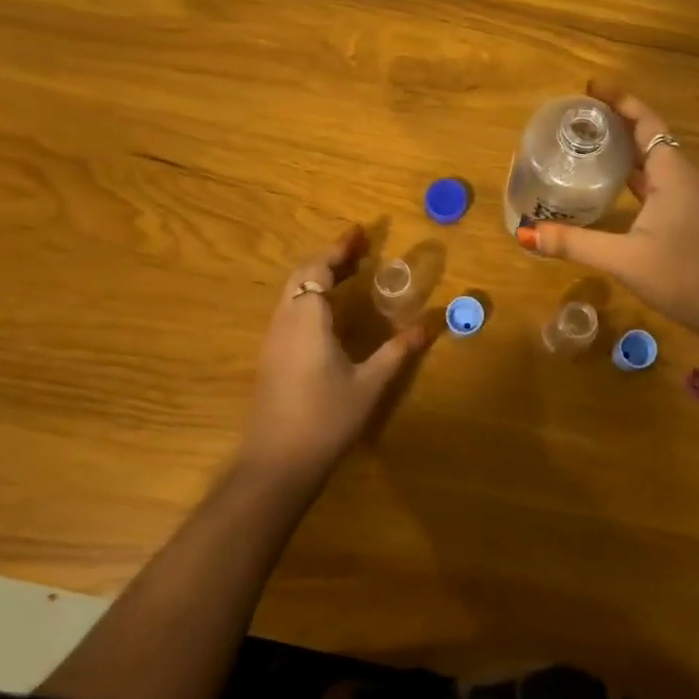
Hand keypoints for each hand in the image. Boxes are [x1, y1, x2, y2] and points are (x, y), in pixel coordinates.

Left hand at [242, 226, 433, 482]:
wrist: (276, 465)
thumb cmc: (325, 419)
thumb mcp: (369, 385)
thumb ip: (397, 352)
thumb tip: (428, 326)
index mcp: (307, 320)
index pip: (318, 269)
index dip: (338, 249)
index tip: (360, 233)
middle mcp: (284, 322)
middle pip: (301, 275)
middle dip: (328, 258)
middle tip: (358, 251)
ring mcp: (273, 341)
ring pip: (291, 293)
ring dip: (316, 277)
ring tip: (347, 274)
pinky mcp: (270, 358)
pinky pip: (288, 310)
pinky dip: (309, 296)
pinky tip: (328, 312)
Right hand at [520, 82, 698, 343]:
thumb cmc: (684, 276)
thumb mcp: (625, 260)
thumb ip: (575, 244)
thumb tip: (525, 234)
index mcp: (672, 172)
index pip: (645, 121)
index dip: (619, 99)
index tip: (590, 87)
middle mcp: (682, 175)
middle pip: (647, 134)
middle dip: (615, 120)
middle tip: (576, 116)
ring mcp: (688, 195)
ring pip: (652, 158)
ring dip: (624, 146)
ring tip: (586, 141)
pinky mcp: (687, 214)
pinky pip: (656, 179)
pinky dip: (632, 172)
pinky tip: (609, 182)